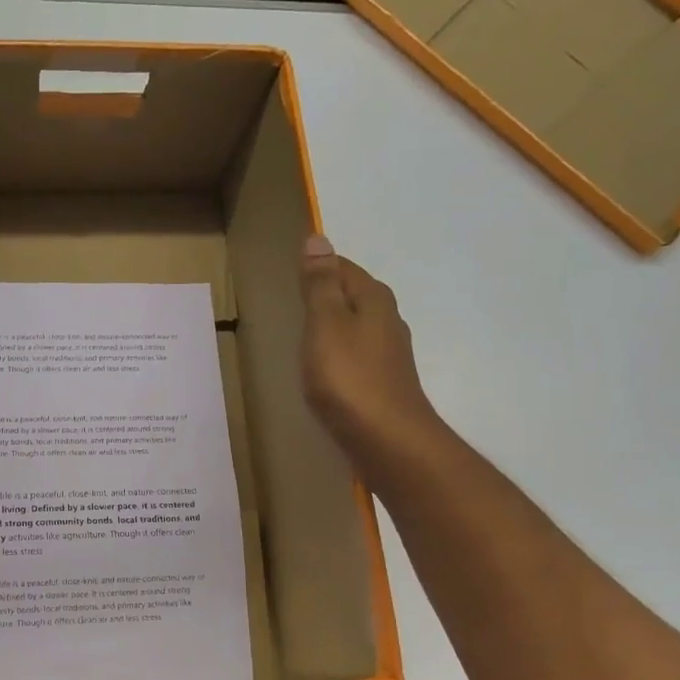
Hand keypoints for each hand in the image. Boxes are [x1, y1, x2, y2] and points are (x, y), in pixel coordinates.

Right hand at [298, 235, 444, 477]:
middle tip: (293, 298)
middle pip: (353, 296)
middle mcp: (387, 321)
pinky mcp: (382, 384)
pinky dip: (338, 354)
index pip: (343, 268)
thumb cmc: (350, 378)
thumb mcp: (325, 324)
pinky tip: (323, 368)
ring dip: (333, 326)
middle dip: (327, 294)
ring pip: (356, 327)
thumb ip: (320, 285)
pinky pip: (355, 356)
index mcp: (373, 300)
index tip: (291, 271)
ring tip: (303, 332)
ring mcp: (388, 355)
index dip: (319, 266)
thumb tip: (318, 238)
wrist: (388, 441)